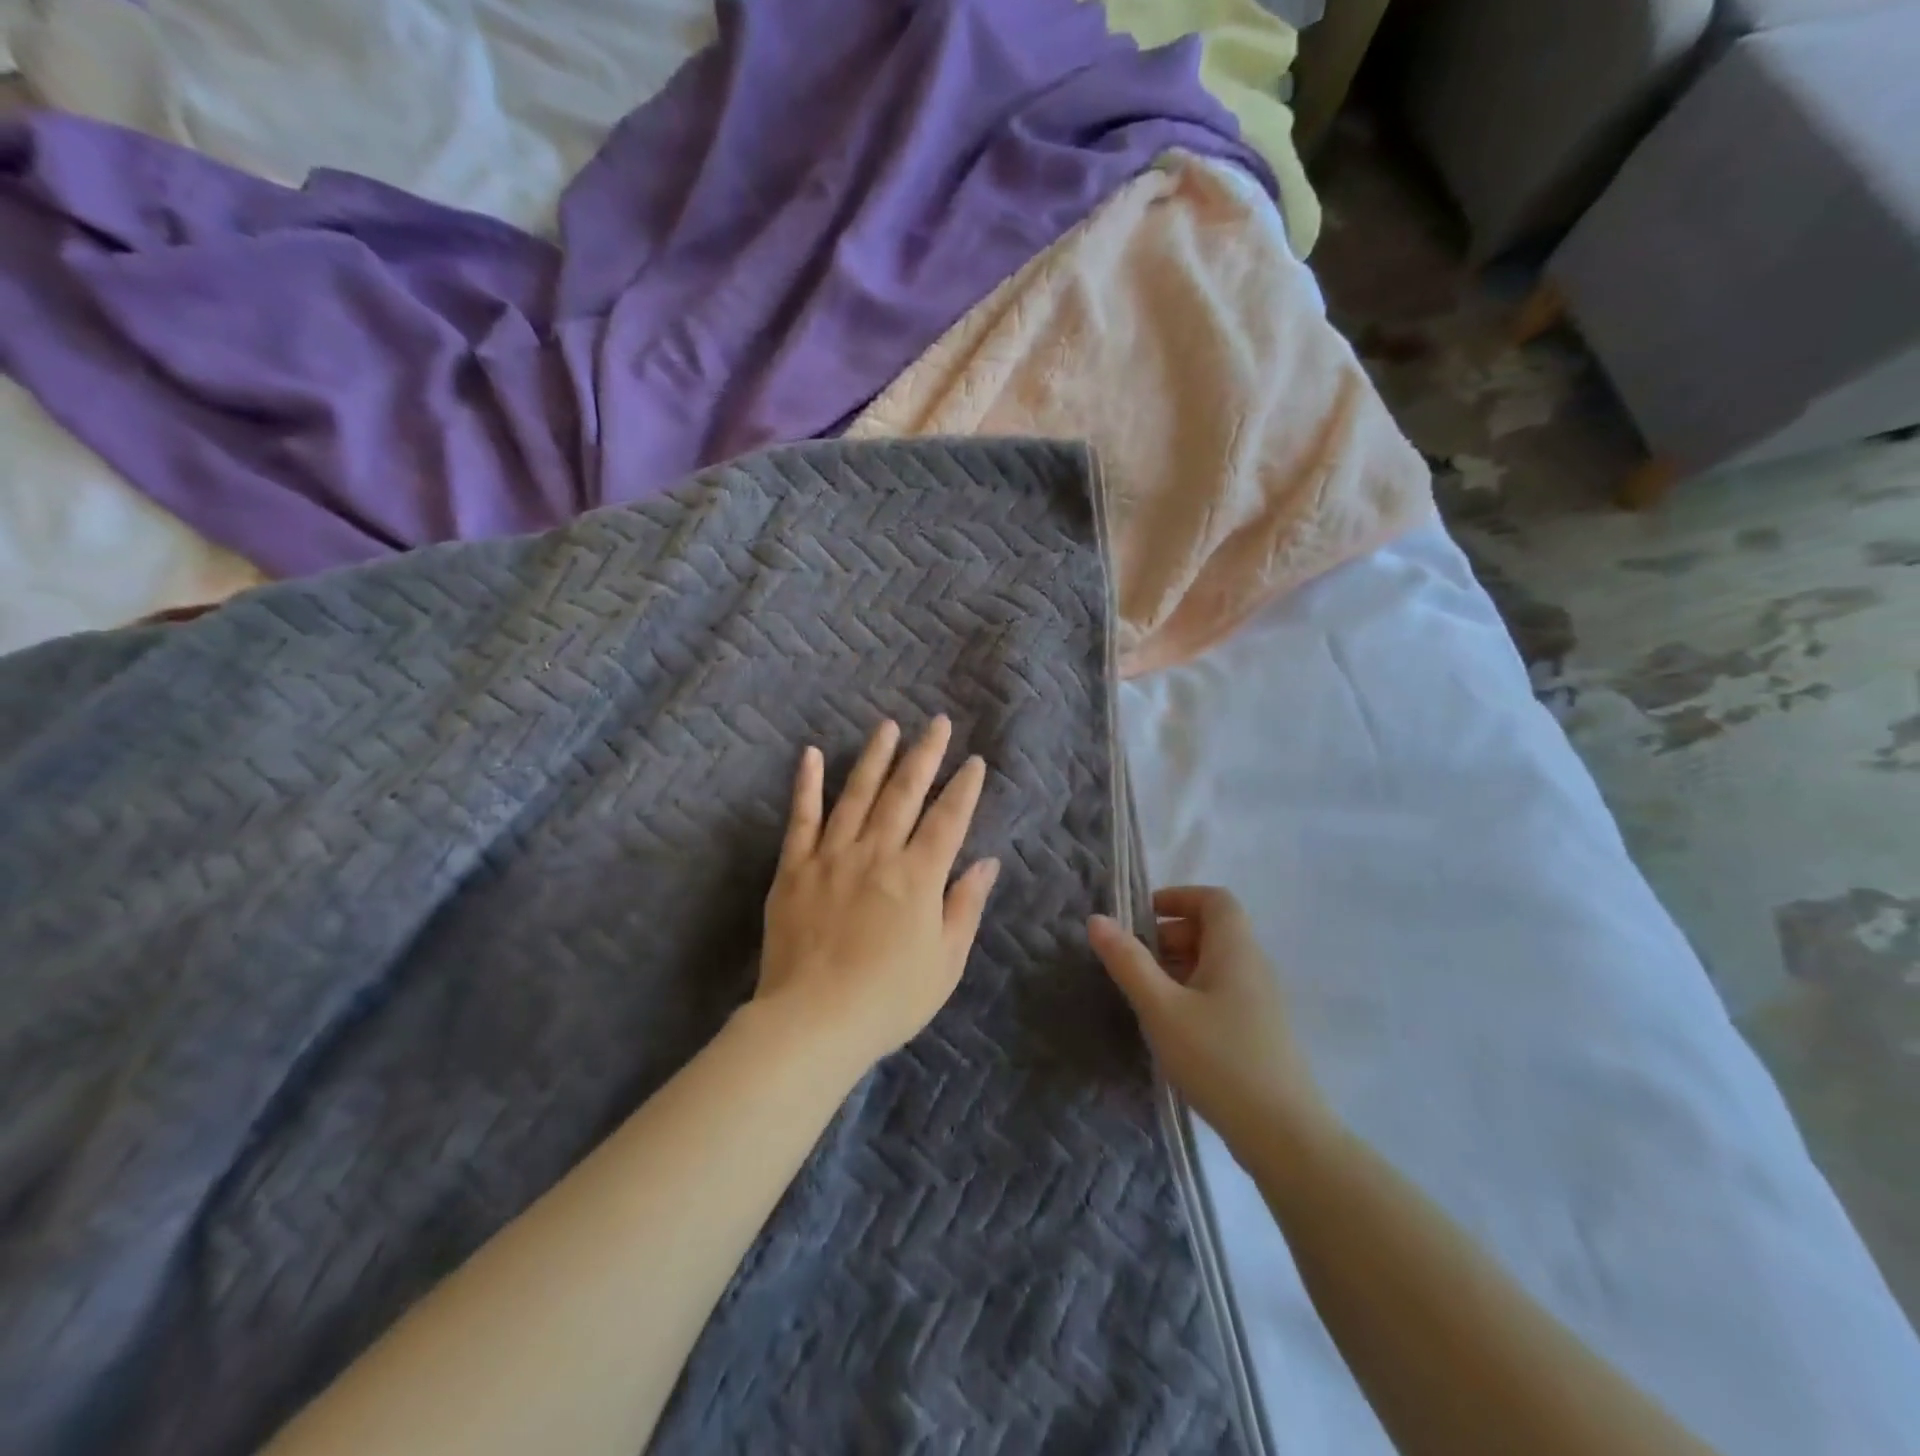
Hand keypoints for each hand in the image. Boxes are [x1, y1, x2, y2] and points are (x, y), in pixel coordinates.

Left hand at [757, 717, 999, 1070]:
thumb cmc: (889, 999)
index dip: (964, 788)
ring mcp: (832, 856)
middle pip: (905, 794)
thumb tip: (986, 862)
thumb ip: (965, 906)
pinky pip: (801, 818)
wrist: (813, 1021)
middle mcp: (877, 853)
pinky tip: (813, 754)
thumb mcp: (945, 962)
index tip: (974, 761)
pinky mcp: (794, 868)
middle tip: (937, 723)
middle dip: (925, 755)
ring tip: (888, 727)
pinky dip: (807, 784)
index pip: (948, 819)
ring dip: (875, 758)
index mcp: (918, 876)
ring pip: (857, 794)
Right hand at [1088, 887, 1325, 1148]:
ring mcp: (1261, 1000)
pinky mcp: (1260, 1030)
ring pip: (1216, 963)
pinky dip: (1193, 991)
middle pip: (1212, 929)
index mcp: (1235, 949)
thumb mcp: (1161, 1008)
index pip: (1214, 899)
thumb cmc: (1218, 1059)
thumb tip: (1097, 919)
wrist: (1283, 1135)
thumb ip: (1128, 961)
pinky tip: (1171, 1025)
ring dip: (1178, 966)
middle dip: (1169, 935)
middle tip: (1133, 961)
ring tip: (1144, 994)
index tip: (1140, 917)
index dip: (1177, 897)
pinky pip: (1223, 991)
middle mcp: (1253, 966)